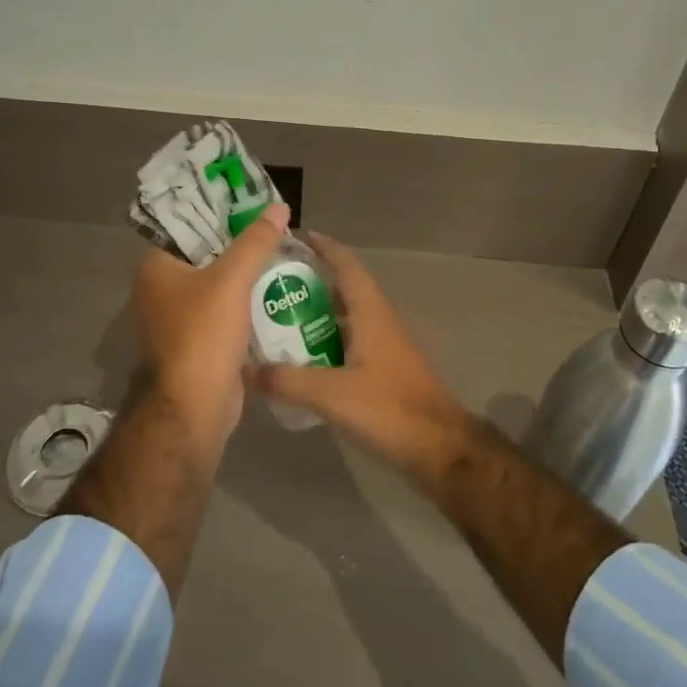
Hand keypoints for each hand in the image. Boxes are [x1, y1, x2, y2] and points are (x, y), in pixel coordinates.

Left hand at [132, 202, 290, 433]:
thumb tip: (279, 207)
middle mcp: (160, 289)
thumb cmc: (204, 334)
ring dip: (245, 273)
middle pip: (205, 254)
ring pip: (217, 284)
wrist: (196, 406)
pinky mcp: (197, 341)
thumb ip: (256, 242)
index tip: (252, 203)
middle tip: (274, 227)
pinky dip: (245, 301)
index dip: (219, 212)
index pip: (187, 226)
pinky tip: (276, 290)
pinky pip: (223, 310)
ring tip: (282, 253)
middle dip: (239, 243)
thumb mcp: (232, 280)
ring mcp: (177, 318)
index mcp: (156, 267)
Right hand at [250, 234, 471, 473]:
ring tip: (276, 317)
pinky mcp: (383, 372)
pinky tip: (301, 359)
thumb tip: (245, 368)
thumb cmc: (390, 410)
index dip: (324, 247)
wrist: (440, 449)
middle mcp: (378, 322)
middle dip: (311, 281)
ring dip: (316, 314)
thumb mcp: (332, 394)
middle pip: (343, 289)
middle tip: (271, 282)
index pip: (346, 265)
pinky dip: (324, 343)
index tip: (294, 237)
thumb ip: (288, 380)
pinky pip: (348, 344)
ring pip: (345, 319)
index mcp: (371, 313)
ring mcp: (383, 348)